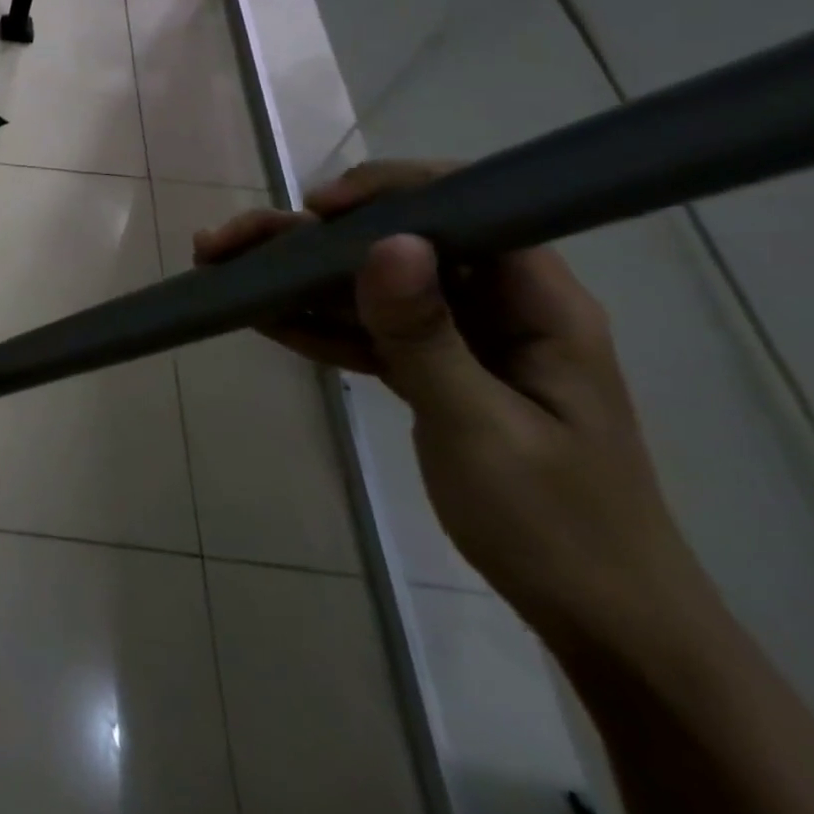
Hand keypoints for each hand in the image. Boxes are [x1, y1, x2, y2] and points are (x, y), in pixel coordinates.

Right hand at [193, 160, 713, 653]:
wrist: (596, 620)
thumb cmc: (555, 524)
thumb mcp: (482, 427)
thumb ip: (425, 334)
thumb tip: (388, 243)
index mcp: (535, 302)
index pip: (462, 209)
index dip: (386, 193)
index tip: (315, 211)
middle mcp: (493, 304)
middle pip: (389, 243)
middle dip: (304, 239)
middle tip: (224, 244)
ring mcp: (456, 336)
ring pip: (362, 284)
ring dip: (292, 276)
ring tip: (217, 267)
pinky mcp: (427, 367)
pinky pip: (359, 329)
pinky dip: (310, 322)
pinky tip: (255, 315)